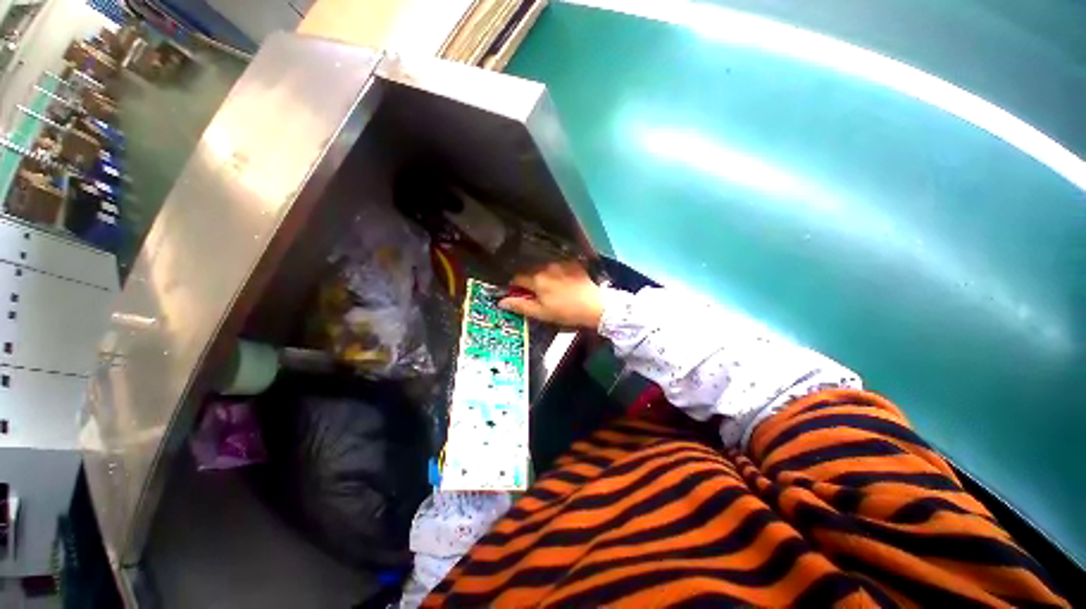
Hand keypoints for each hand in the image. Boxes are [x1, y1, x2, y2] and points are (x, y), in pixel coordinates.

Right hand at [498, 261, 603, 328]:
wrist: (594, 306)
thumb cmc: (566, 312)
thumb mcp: (541, 313)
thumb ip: (520, 305)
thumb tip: (501, 301)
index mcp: (536, 279)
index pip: (517, 278)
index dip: (516, 287)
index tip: (521, 295)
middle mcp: (546, 267)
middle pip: (531, 272)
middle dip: (531, 282)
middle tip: (539, 295)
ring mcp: (561, 264)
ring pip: (545, 269)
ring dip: (544, 276)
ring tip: (554, 290)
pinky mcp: (573, 264)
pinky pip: (559, 267)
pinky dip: (558, 273)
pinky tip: (565, 283)